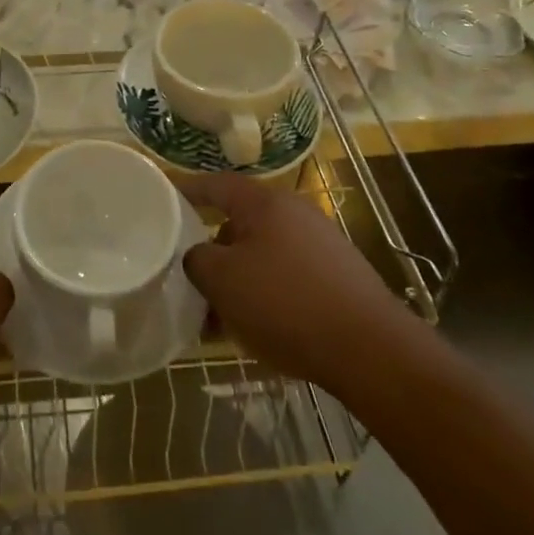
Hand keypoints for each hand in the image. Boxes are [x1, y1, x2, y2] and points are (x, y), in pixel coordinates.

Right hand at [179, 170, 409, 390]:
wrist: (371, 349)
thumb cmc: (286, 303)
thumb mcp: (223, 281)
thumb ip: (197, 260)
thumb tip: (198, 256)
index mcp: (263, 202)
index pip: (215, 185)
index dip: (187, 191)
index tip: (162, 199)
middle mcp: (294, 212)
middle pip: (240, 222)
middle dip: (212, 250)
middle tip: (190, 276)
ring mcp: (321, 243)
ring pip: (263, 254)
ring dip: (239, 279)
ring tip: (219, 317)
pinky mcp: (339, 276)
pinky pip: (288, 276)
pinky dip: (266, 294)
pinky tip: (258, 329)